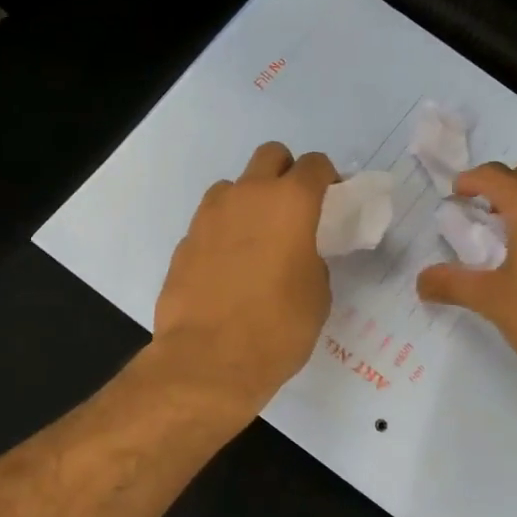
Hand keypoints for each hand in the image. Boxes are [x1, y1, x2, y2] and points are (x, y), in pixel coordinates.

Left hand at [151, 141, 338, 416]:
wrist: (209, 360)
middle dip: (286, 174)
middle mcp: (247, 196)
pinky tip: (229, 269)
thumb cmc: (278, 328)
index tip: (332, 202)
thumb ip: (313, 259)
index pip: (314, 164)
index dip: (328, 179)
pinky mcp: (185, 241)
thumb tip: (299, 254)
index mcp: (290, 203)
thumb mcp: (317, 294)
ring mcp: (209, 216)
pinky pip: (211, 222)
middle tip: (294, 211)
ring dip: (250, 201)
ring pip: (234, 187)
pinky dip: (225, 233)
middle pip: (270, 156)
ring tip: (257, 242)